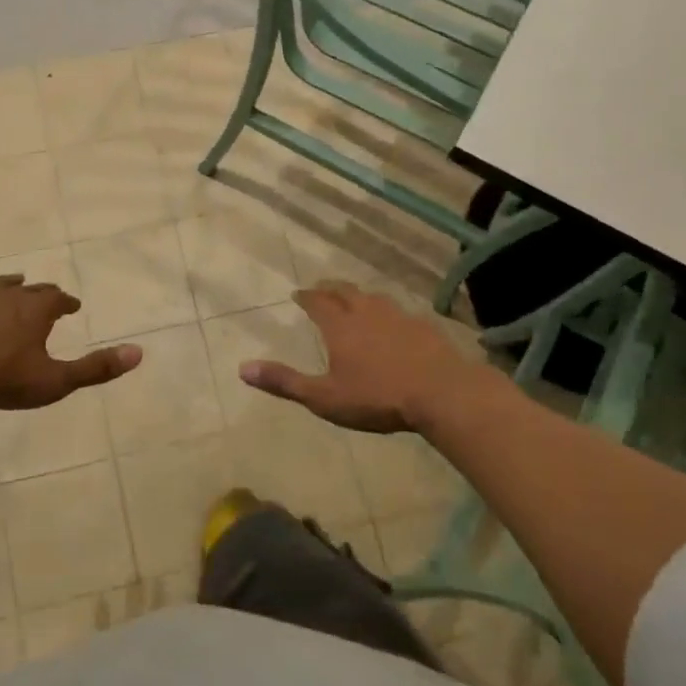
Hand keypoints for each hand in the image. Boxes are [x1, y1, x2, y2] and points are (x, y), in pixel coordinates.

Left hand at [0, 275, 140, 410]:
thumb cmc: (0, 378)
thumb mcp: (54, 380)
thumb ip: (95, 368)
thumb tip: (139, 352)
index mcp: (35, 310)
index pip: (58, 299)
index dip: (67, 303)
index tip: (73, 306)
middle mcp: (7, 296)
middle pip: (30, 289)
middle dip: (42, 293)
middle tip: (48, 298)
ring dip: (8, 285)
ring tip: (15, 283)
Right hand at [239, 282, 475, 433]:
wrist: (442, 393)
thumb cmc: (377, 397)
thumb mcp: (324, 397)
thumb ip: (284, 382)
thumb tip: (242, 368)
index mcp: (341, 326)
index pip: (318, 302)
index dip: (307, 297)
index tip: (299, 294)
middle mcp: (368, 313)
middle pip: (346, 292)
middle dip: (330, 289)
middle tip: (322, 289)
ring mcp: (399, 317)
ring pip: (374, 298)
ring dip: (360, 296)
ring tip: (355, 301)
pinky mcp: (425, 327)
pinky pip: (400, 312)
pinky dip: (388, 313)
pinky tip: (395, 324)